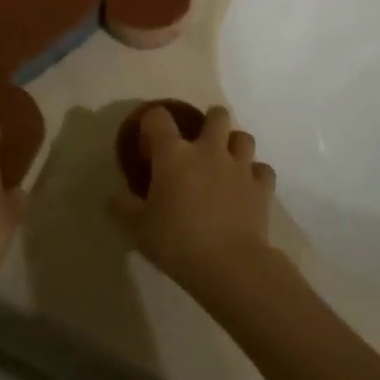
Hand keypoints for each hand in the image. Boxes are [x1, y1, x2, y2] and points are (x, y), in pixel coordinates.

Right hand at [110, 105, 276, 303]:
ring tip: (225, 162)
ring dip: (234, 145)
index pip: (159, 118)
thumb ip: (124, 208)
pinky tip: (247, 188)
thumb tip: (116, 197)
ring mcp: (239, 166)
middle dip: (209, 121)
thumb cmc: (177, 242)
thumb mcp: (138, 228)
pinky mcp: (262, 187)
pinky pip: (263, 170)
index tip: (149, 146)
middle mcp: (209, 150)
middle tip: (199, 143)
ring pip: (244, 137)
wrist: (228, 264)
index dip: (152, 125)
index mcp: (174, 154)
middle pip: (217, 115)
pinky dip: (255, 175)